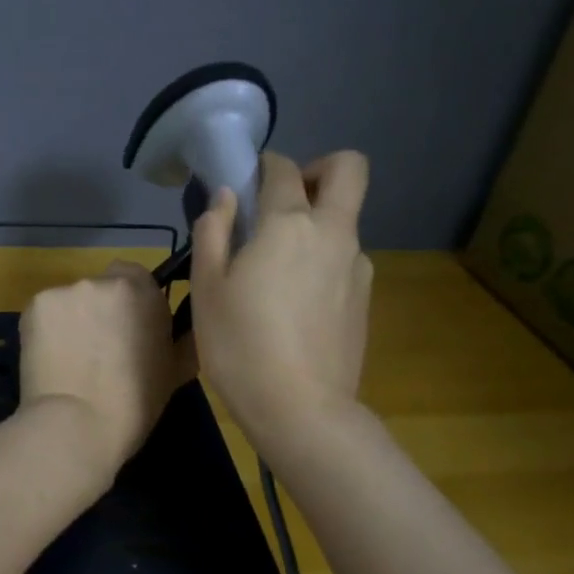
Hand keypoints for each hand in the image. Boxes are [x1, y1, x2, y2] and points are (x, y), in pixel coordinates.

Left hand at [19, 261, 196, 478]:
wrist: (77, 424)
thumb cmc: (135, 402)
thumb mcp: (176, 370)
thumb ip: (181, 338)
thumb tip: (182, 329)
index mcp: (141, 291)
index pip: (135, 275)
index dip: (132, 301)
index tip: (130, 328)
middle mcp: (101, 282)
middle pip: (101, 287)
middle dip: (101, 310)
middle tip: (100, 348)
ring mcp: (63, 291)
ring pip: (71, 300)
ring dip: (73, 320)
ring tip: (72, 359)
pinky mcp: (33, 307)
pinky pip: (45, 313)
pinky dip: (48, 330)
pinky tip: (51, 359)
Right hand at [189, 150, 372, 445]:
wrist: (301, 409)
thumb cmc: (240, 344)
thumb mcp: (207, 287)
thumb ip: (213, 231)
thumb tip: (225, 196)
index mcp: (289, 224)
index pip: (283, 169)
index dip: (264, 165)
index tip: (246, 182)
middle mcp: (333, 233)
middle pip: (349, 169)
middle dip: (319, 169)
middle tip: (284, 201)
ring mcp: (357, 265)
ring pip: (345, 219)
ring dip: (316, 223)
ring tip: (276, 268)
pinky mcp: (365, 297)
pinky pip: (345, 257)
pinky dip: (322, 259)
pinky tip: (294, 301)